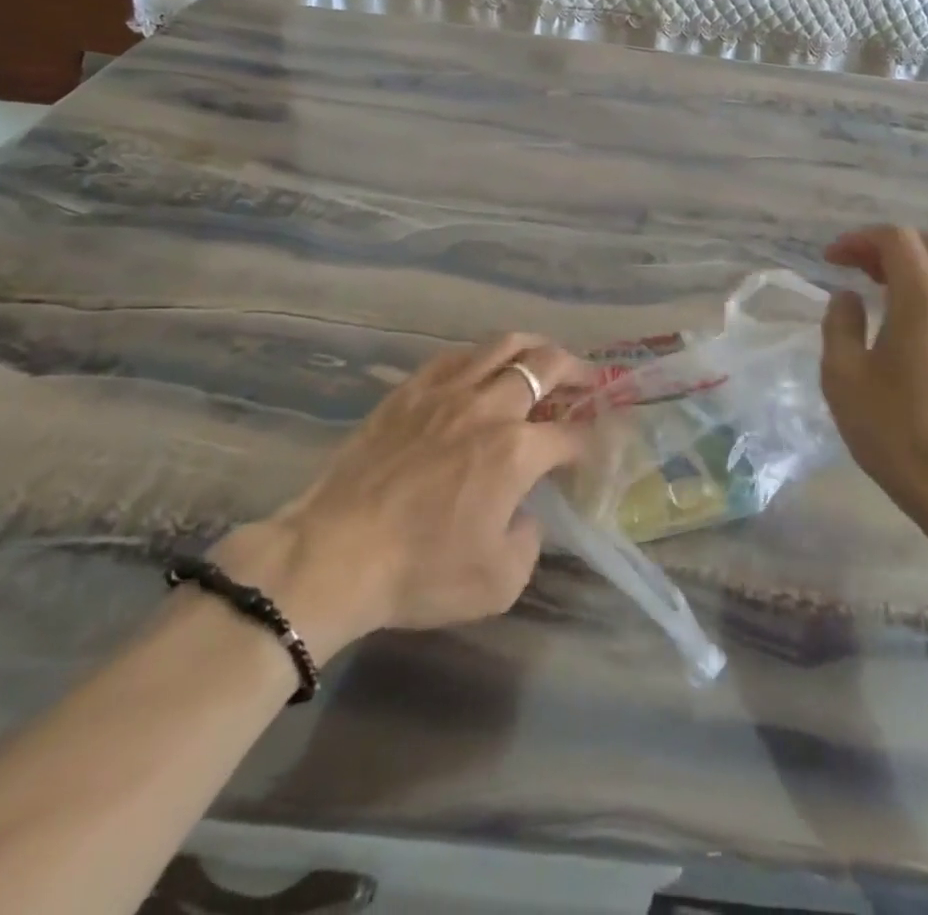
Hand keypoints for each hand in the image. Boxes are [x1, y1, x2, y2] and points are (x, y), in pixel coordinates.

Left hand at [214, 335, 590, 653]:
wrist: (334, 554)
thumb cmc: (420, 572)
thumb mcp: (498, 582)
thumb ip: (530, 541)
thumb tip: (526, 513)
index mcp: (516, 452)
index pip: (570, 434)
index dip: (590, 438)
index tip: (594, 445)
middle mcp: (489, 408)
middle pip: (545, 366)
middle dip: (576, 370)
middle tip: (587, 380)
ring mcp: (446, 391)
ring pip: (502, 345)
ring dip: (534, 347)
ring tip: (544, 357)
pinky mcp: (410, 390)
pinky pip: (456, 355)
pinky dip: (483, 354)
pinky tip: (484, 365)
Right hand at [819, 226, 927, 520]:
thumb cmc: (894, 430)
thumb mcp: (843, 376)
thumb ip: (839, 324)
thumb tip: (847, 298)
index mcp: (924, 300)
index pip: (897, 239)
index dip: (859, 240)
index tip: (829, 260)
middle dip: (885, 246)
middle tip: (851, 268)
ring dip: (909, 266)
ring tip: (874, 289)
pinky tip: (903, 320)